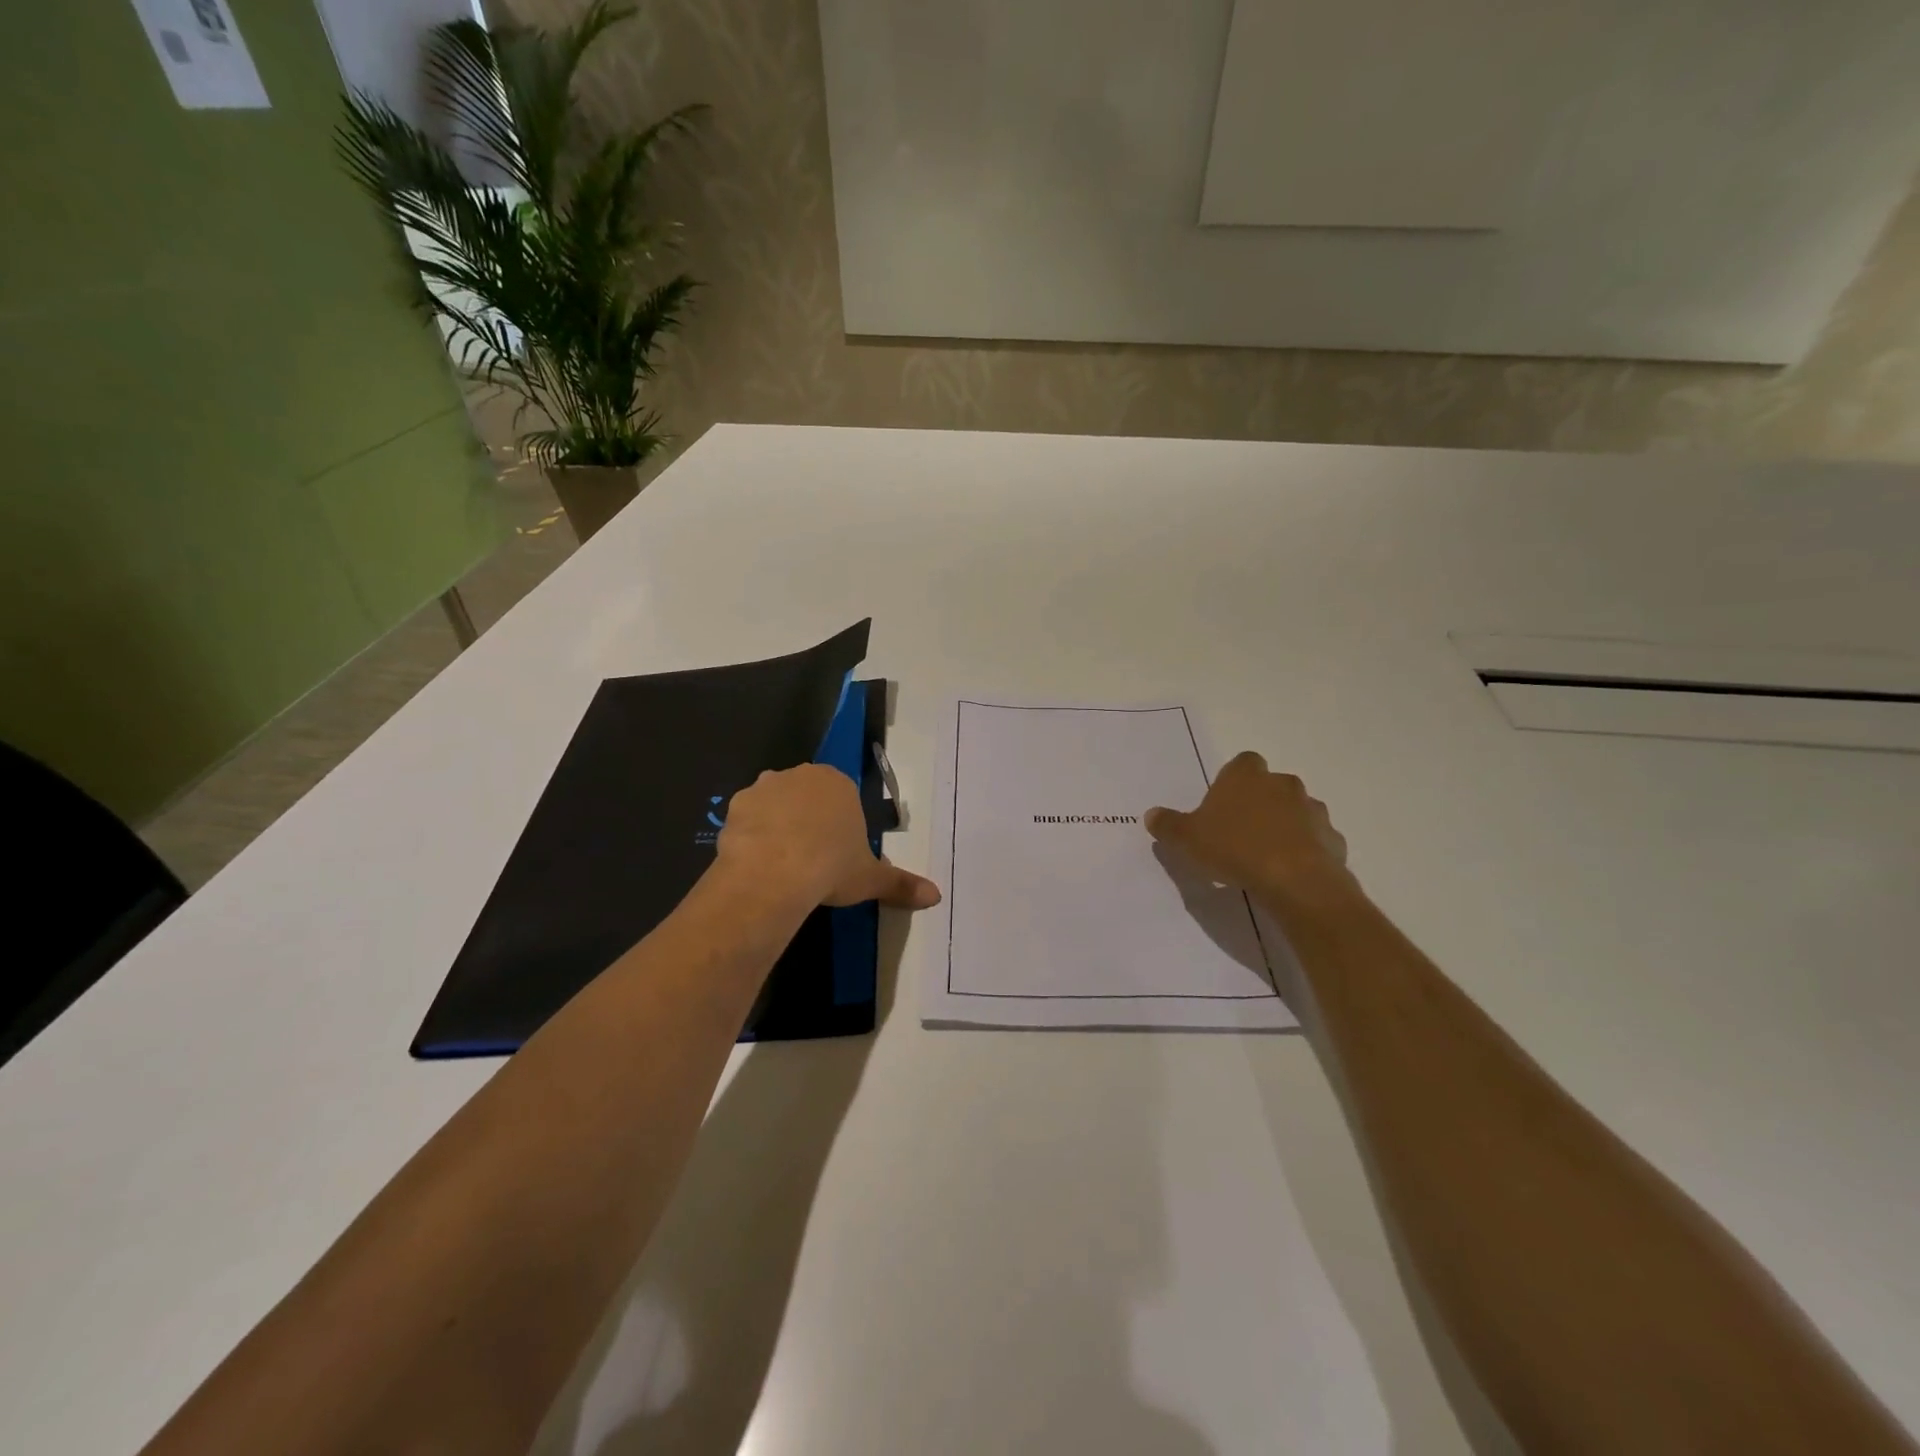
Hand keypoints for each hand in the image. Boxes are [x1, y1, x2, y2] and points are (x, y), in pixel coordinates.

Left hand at [717, 763, 941, 909]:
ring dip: (777, 825)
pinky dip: (751, 836)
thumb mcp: (870, 879)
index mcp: (838, 783)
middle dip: (808, 819)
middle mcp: (801, 775)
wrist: (774, 873)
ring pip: (774, 804)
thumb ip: (901, 884)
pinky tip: (756, 863)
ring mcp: (764, 787)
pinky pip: (746, 819)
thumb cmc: (831, 867)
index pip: (841, 796)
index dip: (839, 824)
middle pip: (806, 795)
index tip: (837, 852)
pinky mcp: (735, 806)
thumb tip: (936, 896)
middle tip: (811, 858)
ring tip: (781, 864)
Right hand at [1145, 752, 1353, 900]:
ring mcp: (1312, 810)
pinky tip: (1288, 872)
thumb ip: (1168, 825)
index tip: (1222, 805)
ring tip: (1264, 856)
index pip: (1242, 763)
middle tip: (1239, 832)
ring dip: (1283, 826)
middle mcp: (1283, 784)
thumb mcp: (1187, 838)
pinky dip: (1304, 850)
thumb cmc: (1234, 848)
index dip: (1233, 781)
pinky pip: (1314, 839)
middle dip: (1258, 804)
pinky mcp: (1332, 838)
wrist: (1294, 880)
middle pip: (1270, 786)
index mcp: (1246, 776)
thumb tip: (1151, 814)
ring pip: (1295, 811)